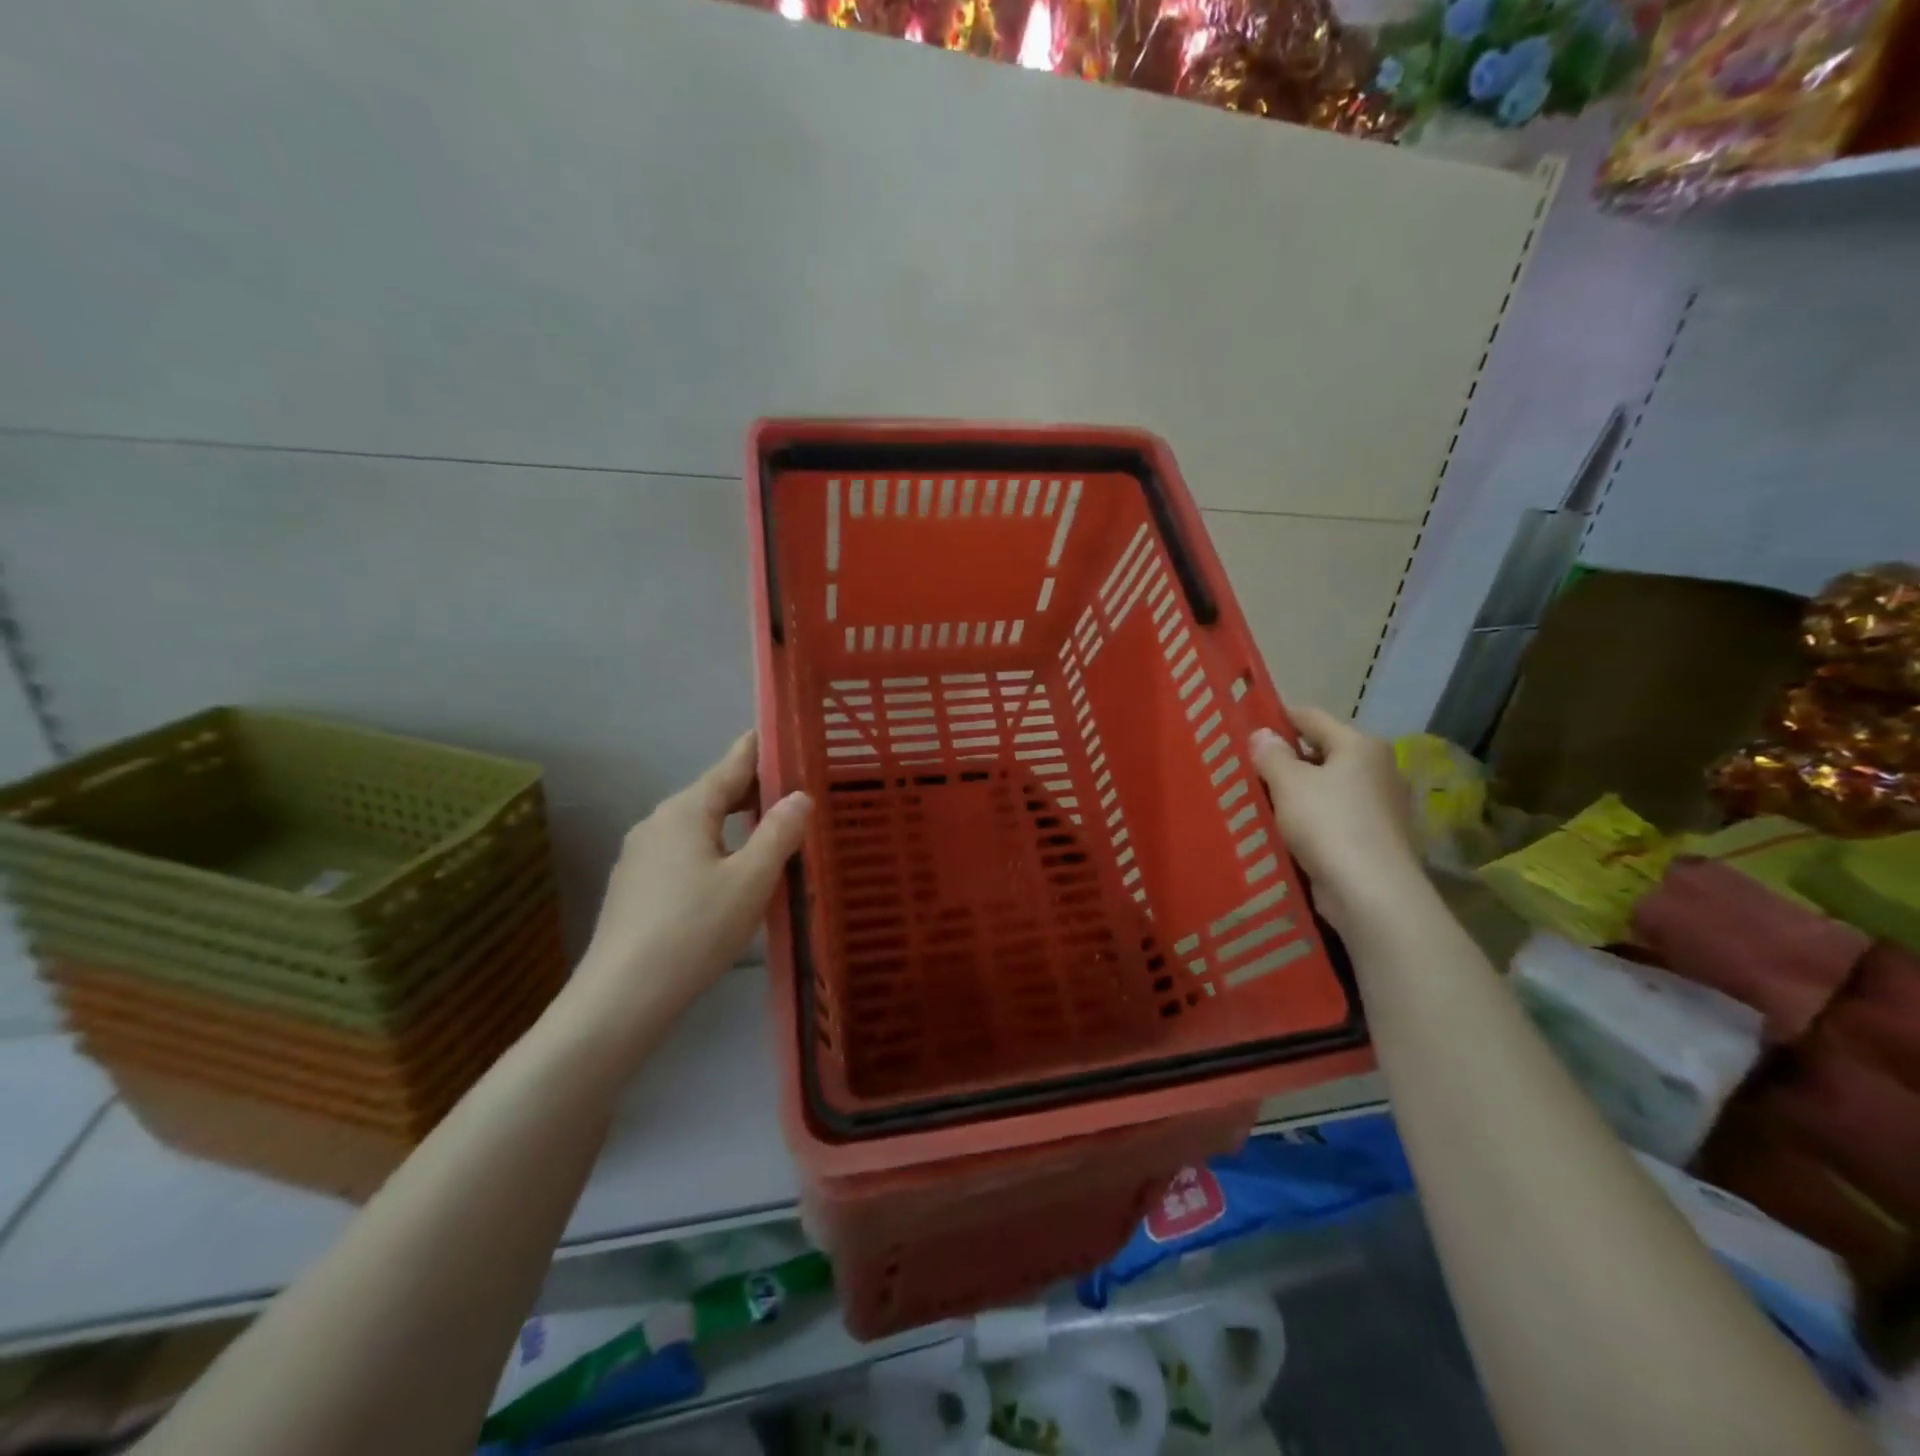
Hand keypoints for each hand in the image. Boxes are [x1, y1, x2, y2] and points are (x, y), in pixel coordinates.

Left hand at [557, 731, 810, 1062]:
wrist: (622, 996)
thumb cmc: (695, 929)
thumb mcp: (751, 880)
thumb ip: (779, 833)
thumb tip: (800, 796)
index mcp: (687, 810)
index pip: (731, 764)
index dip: (760, 748)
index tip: (784, 734)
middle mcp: (658, 821)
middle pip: (714, 794)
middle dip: (754, 792)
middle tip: (796, 794)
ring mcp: (641, 855)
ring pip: (698, 826)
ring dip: (735, 825)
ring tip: (770, 836)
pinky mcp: (635, 886)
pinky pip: (684, 852)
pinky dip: (714, 850)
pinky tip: (730, 877)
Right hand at [1249, 707, 1416, 932]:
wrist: (1370, 891)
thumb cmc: (1328, 823)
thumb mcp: (1289, 783)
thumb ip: (1271, 754)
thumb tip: (1262, 734)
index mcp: (1360, 745)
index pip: (1311, 717)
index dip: (1277, 718)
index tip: (1245, 726)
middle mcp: (1377, 769)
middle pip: (1321, 753)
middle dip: (1284, 759)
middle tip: (1245, 766)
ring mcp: (1380, 805)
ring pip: (1326, 787)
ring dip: (1295, 792)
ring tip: (1257, 798)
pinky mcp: (1374, 838)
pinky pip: (1333, 816)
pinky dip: (1309, 818)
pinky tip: (1282, 828)